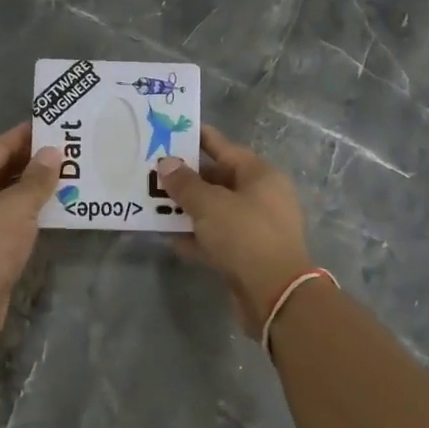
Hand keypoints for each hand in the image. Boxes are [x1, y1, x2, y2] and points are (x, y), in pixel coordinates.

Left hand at [0, 123, 62, 347]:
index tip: (51, 126)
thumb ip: (37, 178)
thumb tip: (52, 152)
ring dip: (30, 189)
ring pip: (4, 197)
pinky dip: (26, 213)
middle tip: (65, 152)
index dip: (23, 136)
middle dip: (30, 162)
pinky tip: (51, 212)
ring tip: (65, 179)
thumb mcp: (18, 205)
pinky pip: (7, 220)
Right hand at [156, 126, 313, 339]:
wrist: (275, 295)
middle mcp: (261, 197)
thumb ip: (184, 183)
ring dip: (187, 208)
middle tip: (153, 171)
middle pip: (218, 179)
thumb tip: (166, 163)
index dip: (197, 138)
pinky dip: (195, 236)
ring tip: (153, 202)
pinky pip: (216, 237)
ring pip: (214, 210)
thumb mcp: (209, 204)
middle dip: (186, 177)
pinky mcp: (247, 255)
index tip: (171, 132)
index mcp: (260, 175)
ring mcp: (255, 227)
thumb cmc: (245, 236)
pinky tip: (168, 236)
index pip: (224, 147)